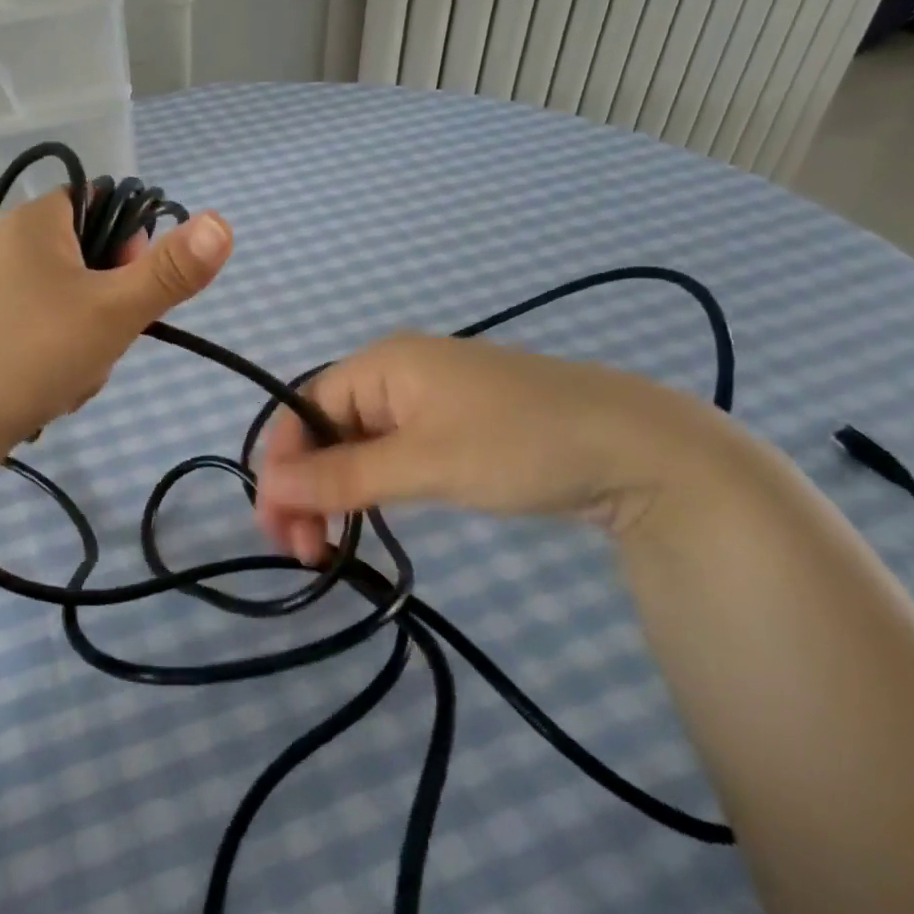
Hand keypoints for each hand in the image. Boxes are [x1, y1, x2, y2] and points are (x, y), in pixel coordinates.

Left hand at [0, 189, 232, 450]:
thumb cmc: (35, 352)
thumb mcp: (116, 310)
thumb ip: (172, 270)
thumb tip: (223, 222)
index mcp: (36, 222)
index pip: (104, 206)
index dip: (130, 246)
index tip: (130, 291)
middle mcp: (6, 245)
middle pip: (89, 262)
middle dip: (109, 308)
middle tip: (102, 343)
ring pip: (67, 305)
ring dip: (86, 341)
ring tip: (72, 375)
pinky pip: (37, 332)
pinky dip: (54, 358)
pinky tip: (48, 389)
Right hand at [253, 333, 728, 563]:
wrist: (642, 450)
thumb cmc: (520, 444)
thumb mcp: (424, 462)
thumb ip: (342, 476)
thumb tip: (270, 489)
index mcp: (381, 363)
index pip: (302, 408)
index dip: (281, 464)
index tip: (277, 525)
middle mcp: (396, 374)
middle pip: (324, 427)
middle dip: (304, 485)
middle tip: (300, 550)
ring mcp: (427, 401)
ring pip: (355, 445)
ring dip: (333, 492)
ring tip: (325, 547)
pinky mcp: (454, 429)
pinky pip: (389, 453)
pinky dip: (369, 487)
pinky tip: (365, 519)